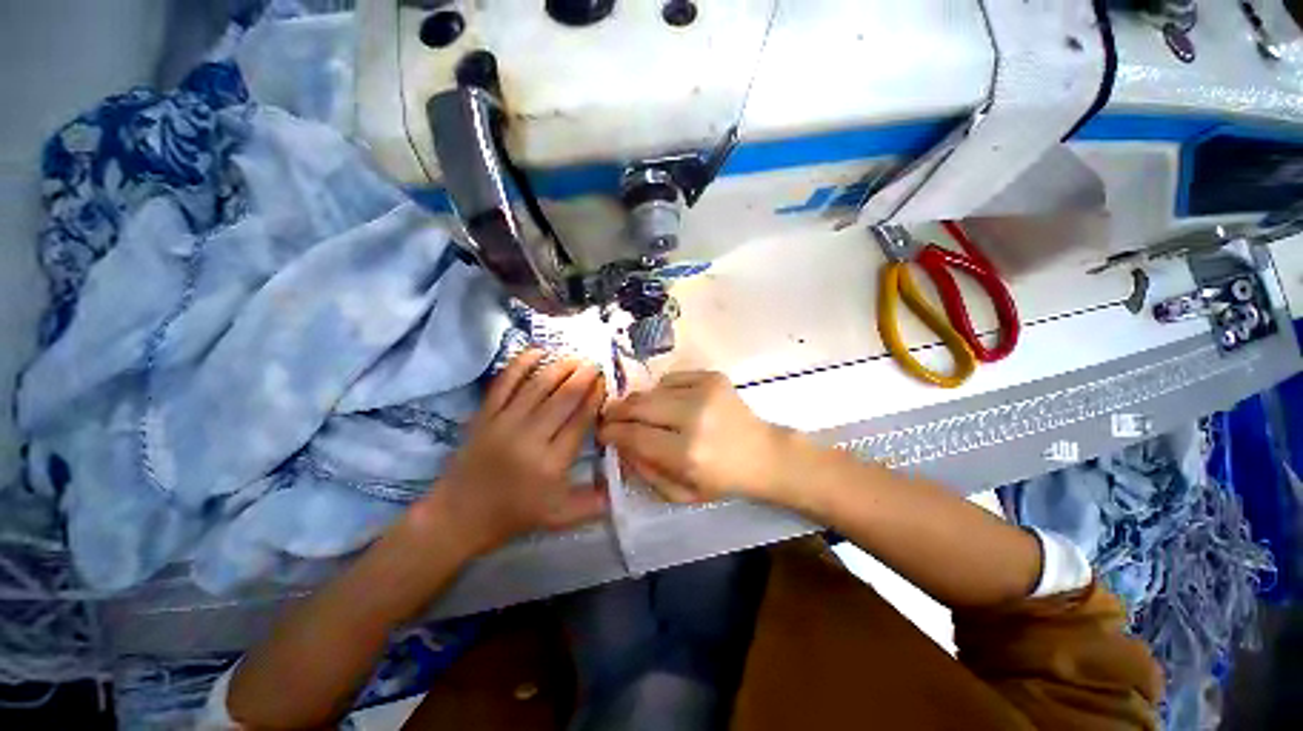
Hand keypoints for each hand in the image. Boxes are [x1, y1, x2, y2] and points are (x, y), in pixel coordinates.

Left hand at [420, 350, 608, 555]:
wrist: (457, 516)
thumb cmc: (513, 516)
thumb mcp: (559, 517)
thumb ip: (593, 504)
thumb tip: (620, 489)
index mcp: (551, 463)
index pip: (580, 420)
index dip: (595, 397)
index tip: (605, 383)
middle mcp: (530, 438)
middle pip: (562, 398)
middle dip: (583, 376)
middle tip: (595, 364)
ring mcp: (504, 424)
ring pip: (537, 386)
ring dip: (560, 367)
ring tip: (575, 357)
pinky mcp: (484, 416)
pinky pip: (505, 383)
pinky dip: (520, 364)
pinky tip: (536, 351)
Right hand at [599, 371, 795, 503]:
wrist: (763, 454)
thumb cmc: (722, 480)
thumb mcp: (680, 492)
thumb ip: (644, 471)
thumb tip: (619, 445)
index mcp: (687, 453)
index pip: (634, 435)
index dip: (612, 432)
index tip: (602, 432)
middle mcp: (694, 417)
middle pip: (639, 405)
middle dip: (618, 411)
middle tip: (610, 416)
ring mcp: (705, 391)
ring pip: (652, 390)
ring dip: (641, 402)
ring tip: (642, 413)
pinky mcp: (713, 377)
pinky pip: (671, 378)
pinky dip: (663, 390)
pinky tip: (670, 402)